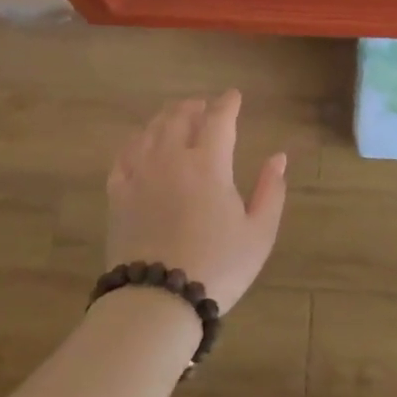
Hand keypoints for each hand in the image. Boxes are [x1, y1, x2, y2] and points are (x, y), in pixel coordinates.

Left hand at [105, 90, 287, 313]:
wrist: (158, 300)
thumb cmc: (218, 266)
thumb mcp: (259, 232)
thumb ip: (271, 190)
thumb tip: (278, 157)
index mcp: (209, 164)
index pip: (219, 119)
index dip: (228, 103)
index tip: (234, 96)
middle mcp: (172, 159)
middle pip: (180, 117)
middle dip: (195, 106)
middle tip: (204, 106)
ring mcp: (140, 174)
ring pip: (150, 130)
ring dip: (166, 118)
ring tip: (175, 118)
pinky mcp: (118, 194)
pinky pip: (124, 154)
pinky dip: (137, 141)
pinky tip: (141, 144)